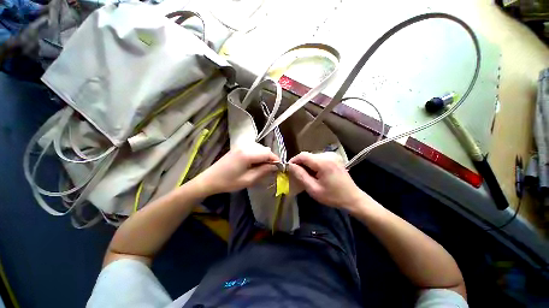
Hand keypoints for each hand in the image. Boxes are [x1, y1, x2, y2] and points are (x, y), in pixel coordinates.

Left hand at [192, 144, 278, 195]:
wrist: (209, 179)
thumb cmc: (228, 182)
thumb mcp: (248, 180)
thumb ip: (263, 171)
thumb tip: (275, 166)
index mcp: (247, 154)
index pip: (267, 153)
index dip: (275, 159)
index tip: (279, 167)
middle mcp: (245, 146)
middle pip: (264, 149)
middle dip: (270, 158)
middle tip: (270, 170)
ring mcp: (241, 146)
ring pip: (259, 148)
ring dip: (263, 156)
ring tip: (262, 168)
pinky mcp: (238, 148)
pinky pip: (253, 148)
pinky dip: (257, 155)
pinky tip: (254, 163)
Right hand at [289, 152, 364, 209]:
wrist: (353, 198)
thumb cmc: (333, 196)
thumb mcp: (314, 189)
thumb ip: (301, 176)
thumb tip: (290, 166)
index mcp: (323, 162)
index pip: (303, 155)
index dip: (294, 161)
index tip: (289, 169)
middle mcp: (328, 155)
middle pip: (308, 155)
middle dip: (300, 164)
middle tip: (297, 175)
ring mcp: (332, 155)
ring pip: (312, 156)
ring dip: (307, 164)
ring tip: (307, 176)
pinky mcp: (334, 158)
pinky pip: (318, 158)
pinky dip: (313, 164)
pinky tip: (315, 173)